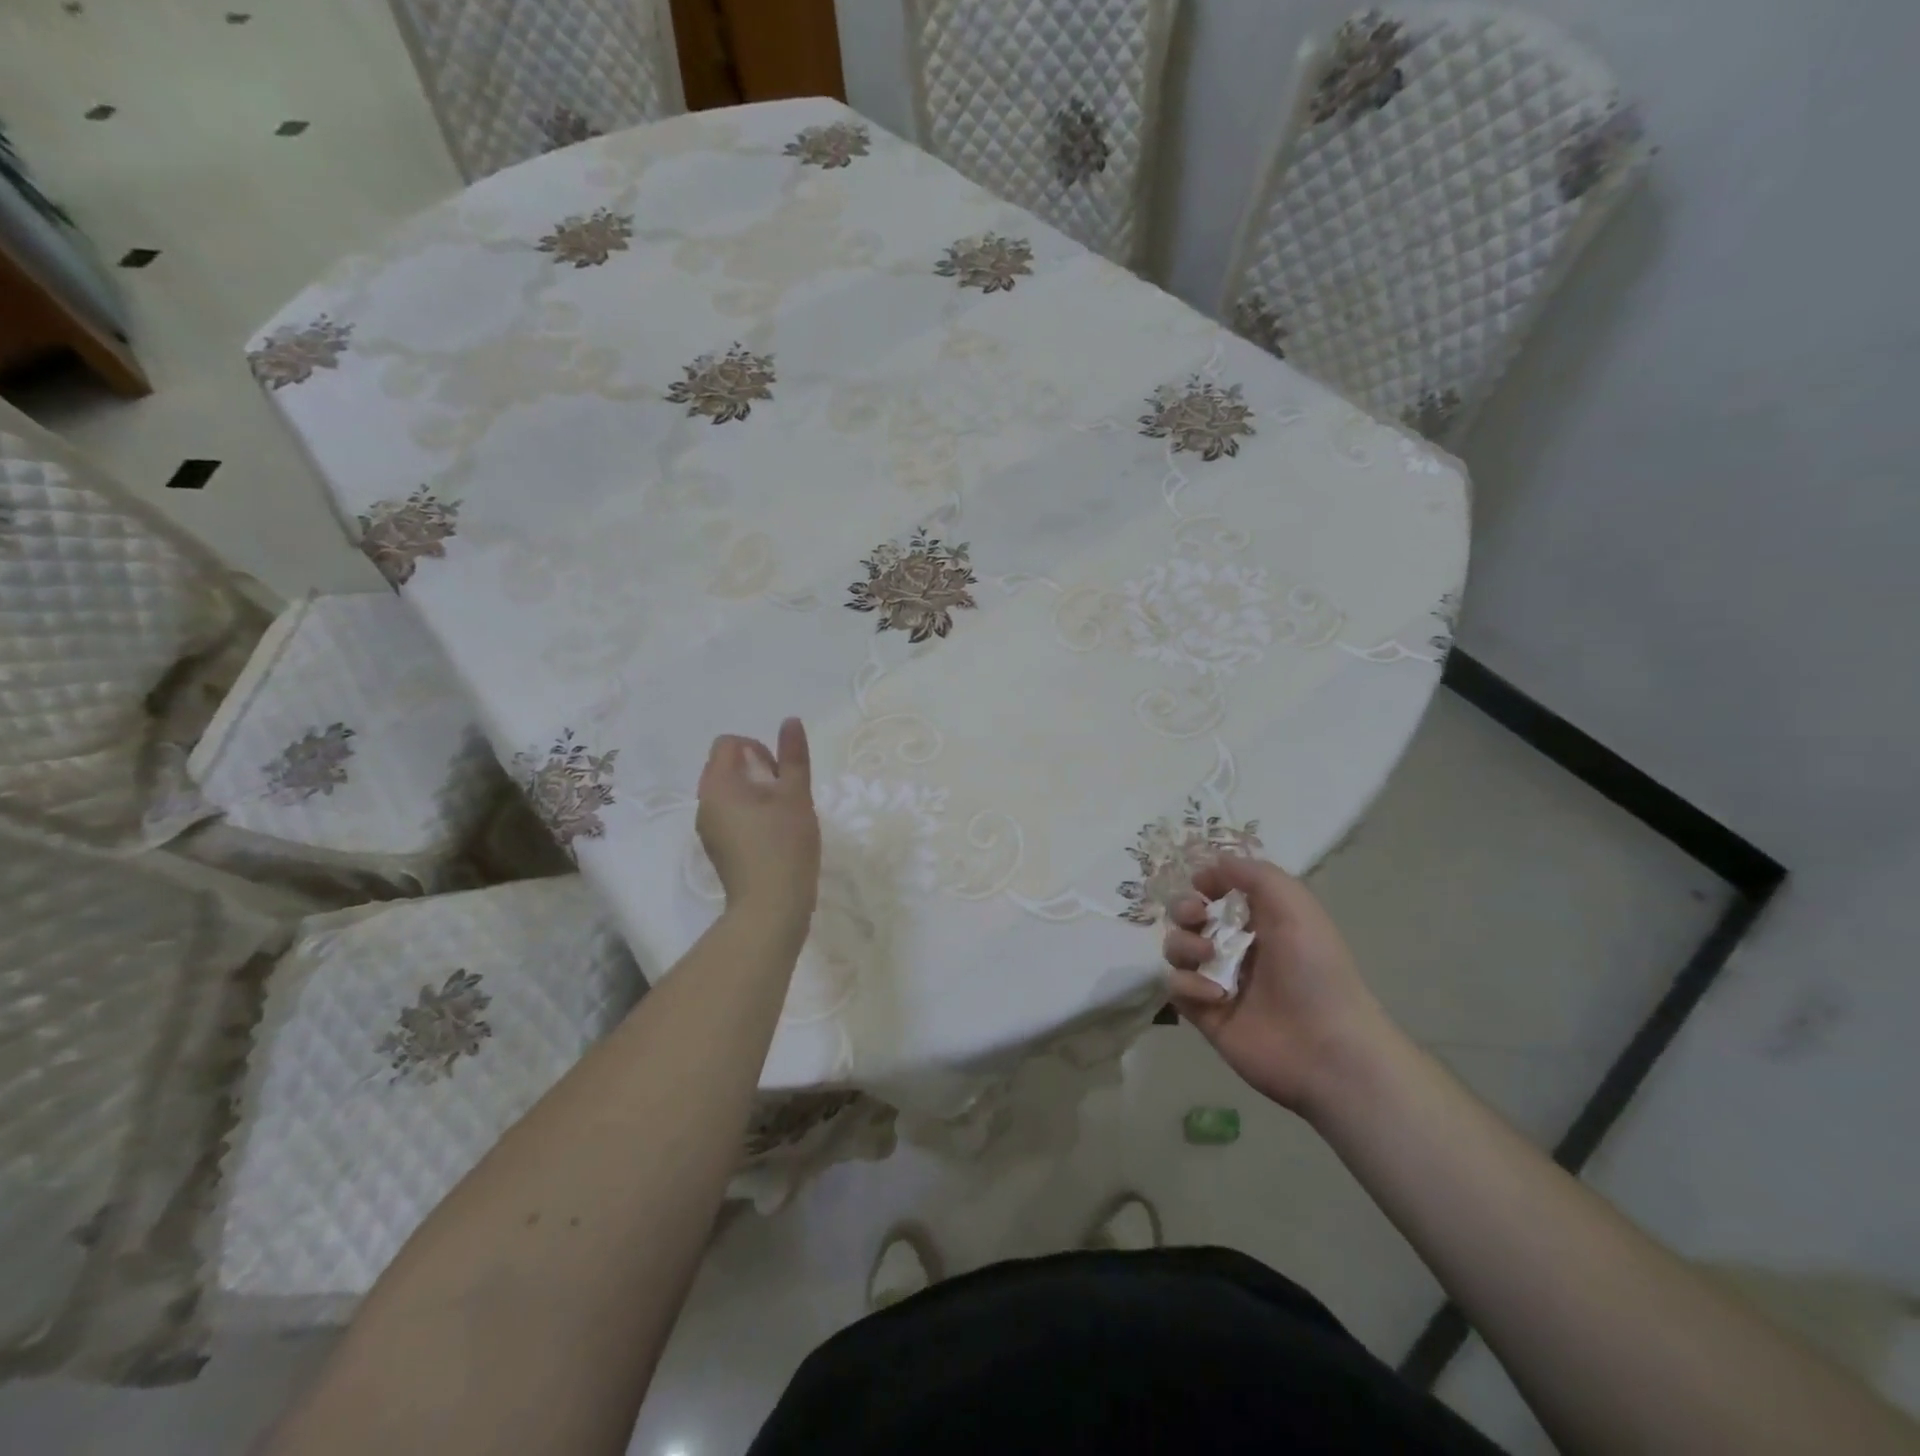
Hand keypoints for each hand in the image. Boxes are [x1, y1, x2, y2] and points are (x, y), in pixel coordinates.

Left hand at [695, 717, 819, 939]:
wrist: (771, 907)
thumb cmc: (785, 844)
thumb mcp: (796, 795)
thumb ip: (794, 756)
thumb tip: (790, 720)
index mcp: (718, 785)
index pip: (728, 744)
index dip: (758, 748)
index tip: (781, 773)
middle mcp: (704, 803)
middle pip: (725, 767)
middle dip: (757, 769)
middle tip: (785, 793)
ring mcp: (707, 829)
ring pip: (728, 793)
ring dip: (754, 793)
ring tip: (782, 815)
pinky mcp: (716, 849)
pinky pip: (728, 816)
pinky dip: (748, 815)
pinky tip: (773, 836)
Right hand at [1163, 856, 1398, 1117]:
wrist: (1326, 1048)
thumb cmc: (1314, 969)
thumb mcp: (1294, 905)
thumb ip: (1253, 874)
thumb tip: (1212, 862)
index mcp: (1262, 920)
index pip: (1220, 890)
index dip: (1207, 882)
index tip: (1203, 884)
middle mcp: (1237, 946)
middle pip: (1188, 916)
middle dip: (1183, 908)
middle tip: (1196, 916)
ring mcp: (1218, 980)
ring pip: (1177, 948)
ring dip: (1184, 945)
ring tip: (1208, 957)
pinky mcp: (1204, 1013)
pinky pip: (1175, 986)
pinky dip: (1189, 985)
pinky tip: (1215, 995)